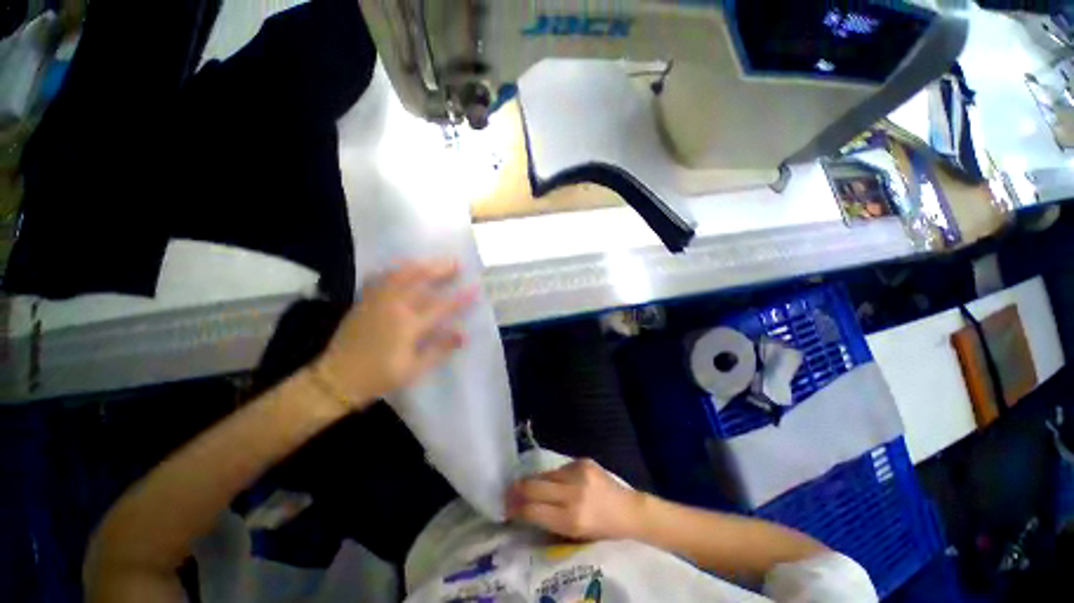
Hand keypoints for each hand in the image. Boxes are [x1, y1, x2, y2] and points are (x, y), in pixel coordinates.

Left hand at [312, 259, 476, 408]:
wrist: (335, 379)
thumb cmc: (379, 377)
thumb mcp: (414, 369)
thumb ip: (439, 349)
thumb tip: (463, 334)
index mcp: (408, 326)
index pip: (442, 306)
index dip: (461, 297)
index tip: (475, 288)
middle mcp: (393, 307)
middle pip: (420, 280)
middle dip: (440, 269)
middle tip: (455, 262)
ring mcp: (376, 301)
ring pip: (399, 274)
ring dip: (419, 264)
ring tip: (432, 261)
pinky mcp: (364, 301)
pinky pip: (380, 278)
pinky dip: (394, 269)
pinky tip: (402, 268)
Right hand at [506, 459, 644, 540]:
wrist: (627, 510)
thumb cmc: (601, 530)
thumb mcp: (574, 535)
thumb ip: (549, 521)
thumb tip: (524, 509)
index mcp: (571, 519)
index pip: (532, 510)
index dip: (515, 508)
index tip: (506, 508)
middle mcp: (573, 493)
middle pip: (533, 485)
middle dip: (517, 489)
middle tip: (508, 492)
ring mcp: (578, 472)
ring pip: (544, 474)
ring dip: (534, 481)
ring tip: (528, 486)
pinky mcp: (582, 460)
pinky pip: (558, 468)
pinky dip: (553, 476)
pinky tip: (557, 483)